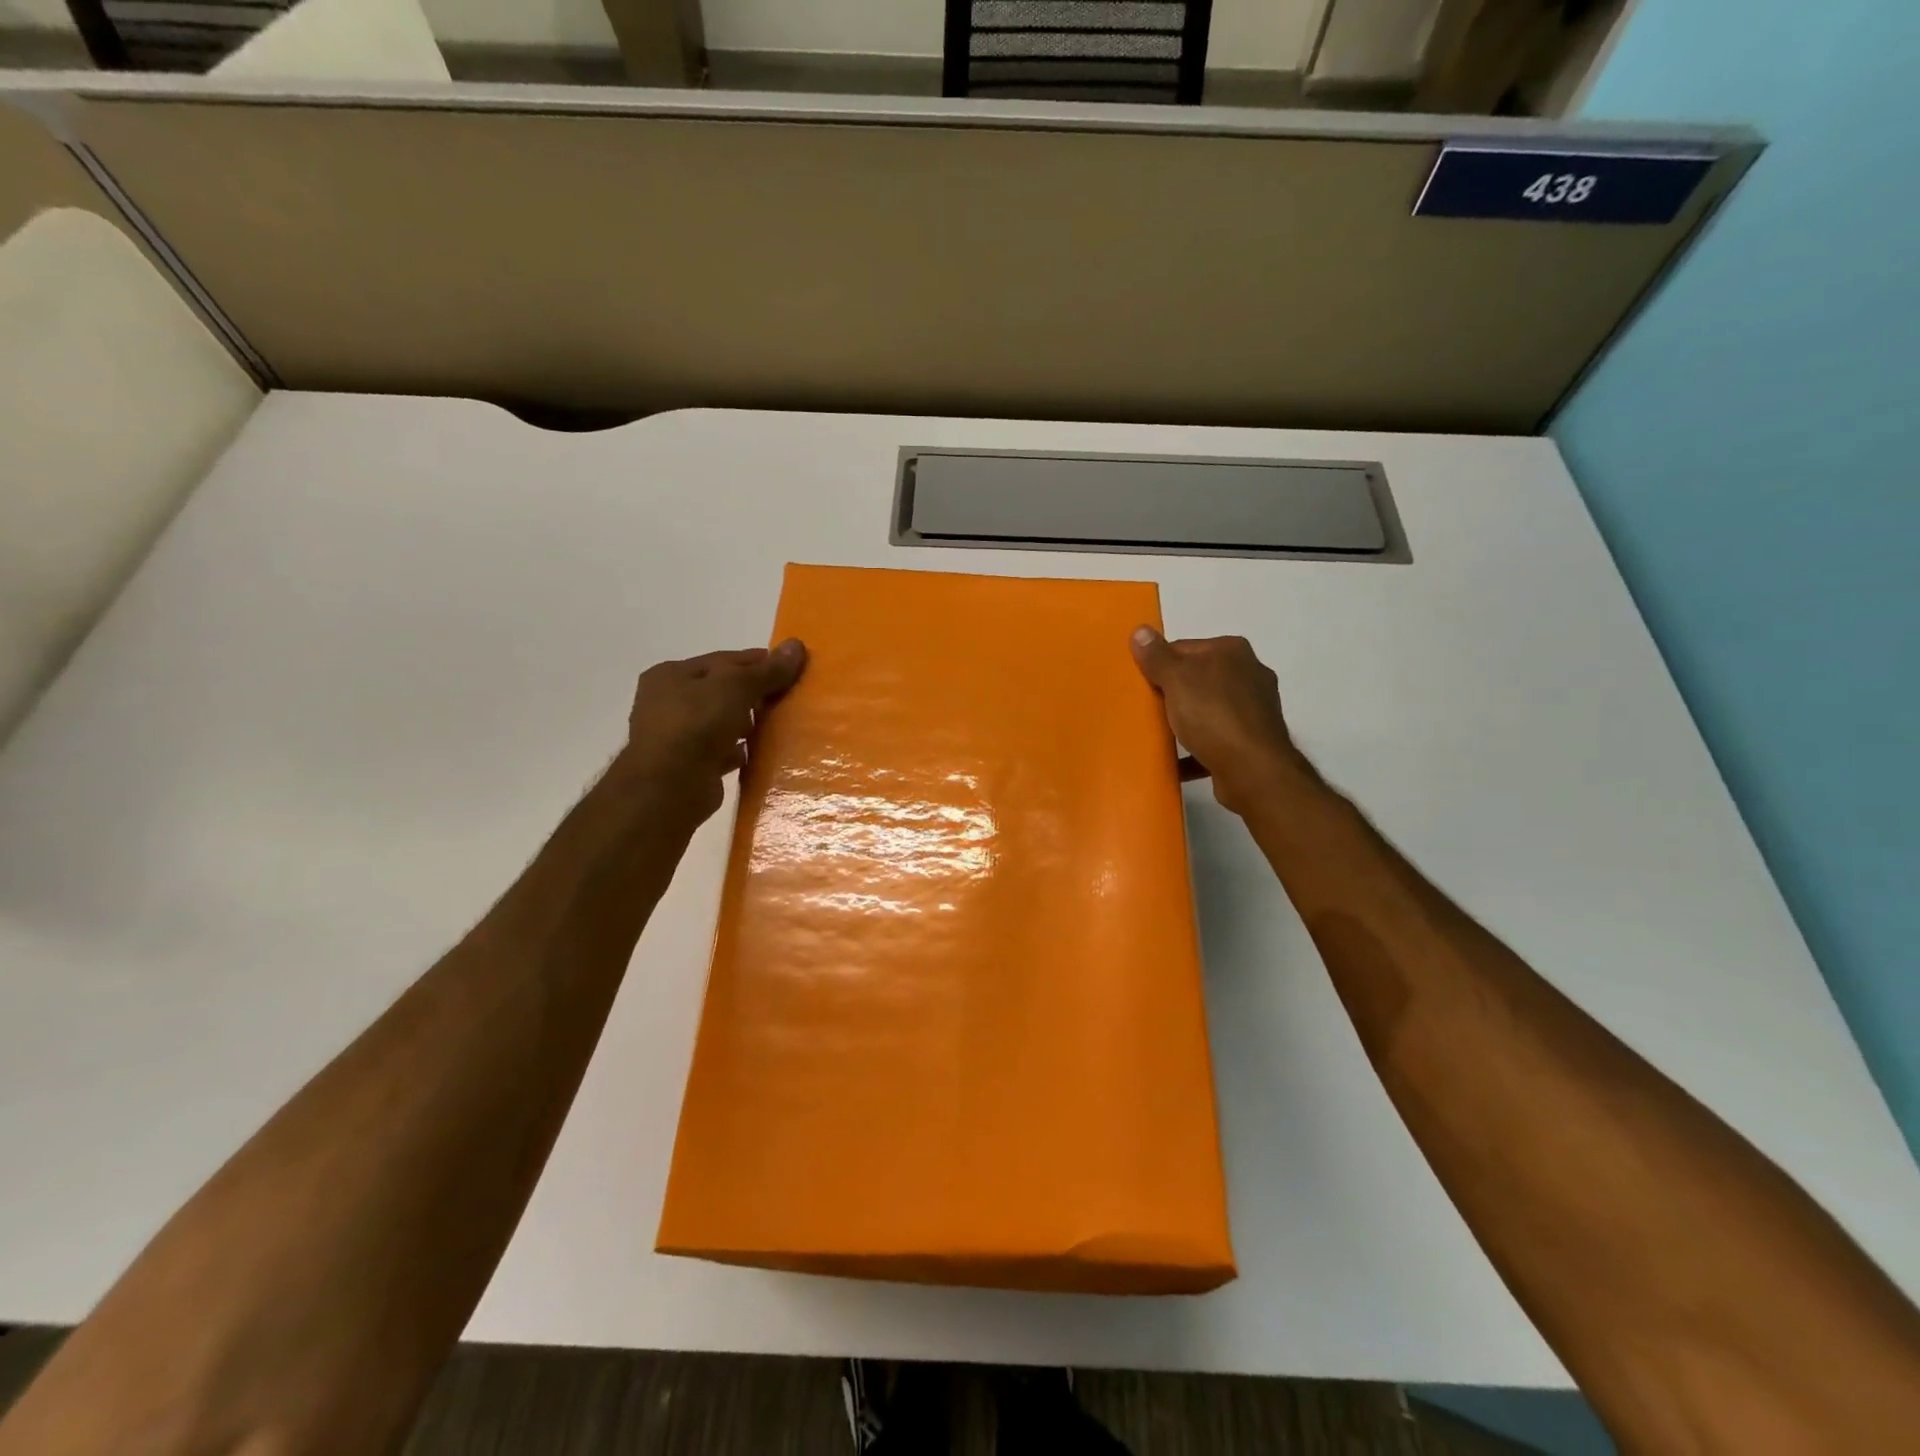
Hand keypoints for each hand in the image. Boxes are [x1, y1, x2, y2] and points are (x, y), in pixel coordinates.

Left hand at [621, 639, 806, 824]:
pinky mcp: (689, 766)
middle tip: (789, 697)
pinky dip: (741, 751)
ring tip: (781, 724)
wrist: (670, 788)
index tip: (791, 667)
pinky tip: (762, 752)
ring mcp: (677, 736)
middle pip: (722, 691)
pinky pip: (723, 751)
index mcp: (671, 675)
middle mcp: (667, 702)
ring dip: (748, 724)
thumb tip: (797, 645)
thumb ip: (767, 670)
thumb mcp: (736, 687)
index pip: (723, 660)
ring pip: (722, 722)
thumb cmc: (696, 724)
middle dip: (754, 694)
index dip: (758, 662)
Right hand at [1129, 627, 1303, 815]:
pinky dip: (1197, 748)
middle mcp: (1248, 674)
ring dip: (1186, 721)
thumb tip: (1140, 630)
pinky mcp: (1253, 740)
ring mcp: (1254, 709)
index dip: (1159, 664)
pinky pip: (1216, 739)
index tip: (1141, 684)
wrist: (1253, 770)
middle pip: (1197, 678)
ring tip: (1160, 734)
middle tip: (1146, 709)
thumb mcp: (1177, 679)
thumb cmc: (1213, 715)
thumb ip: (1157, 656)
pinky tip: (1177, 760)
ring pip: (1208, 709)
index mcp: (1232, 651)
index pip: (1184, 648)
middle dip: (1172, 693)